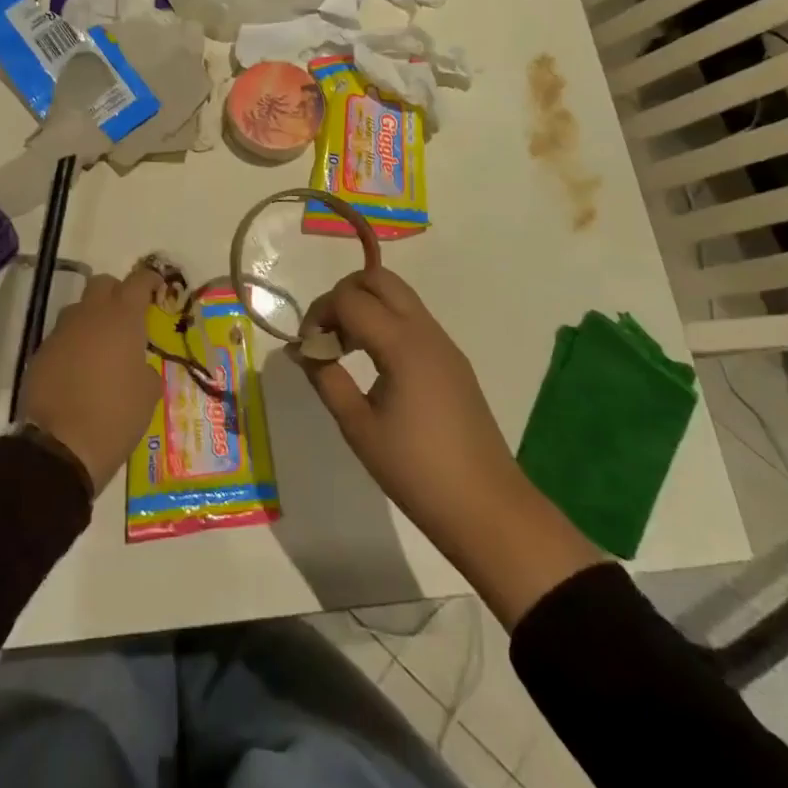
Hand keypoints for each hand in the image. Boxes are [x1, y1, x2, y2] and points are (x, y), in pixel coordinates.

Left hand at [17, 267, 163, 493]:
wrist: (59, 447)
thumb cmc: (115, 416)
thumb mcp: (148, 393)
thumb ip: (145, 367)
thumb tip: (136, 364)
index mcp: (123, 319)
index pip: (138, 281)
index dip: (149, 280)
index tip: (157, 287)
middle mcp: (90, 316)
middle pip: (102, 284)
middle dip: (116, 292)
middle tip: (127, 316)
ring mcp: (61, 333)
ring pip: (79, 309)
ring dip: (92, 318)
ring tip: (101, 346)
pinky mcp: (40, 353)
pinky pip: (61, 337)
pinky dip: (73, 344)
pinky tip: (79, 369)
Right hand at [300, 268, 600, 627]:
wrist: (486, 508)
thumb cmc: (416, 471)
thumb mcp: (359, 427)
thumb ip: (326, 378)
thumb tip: (301, 349)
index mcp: (403, 344)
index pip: (350, 299)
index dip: (319, 313)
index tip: (307, 348)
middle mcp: (425, 331)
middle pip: (378, 279)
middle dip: (344, 295)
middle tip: (327, 335)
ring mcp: (443, 343)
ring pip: (398, 295)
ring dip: (365, 307)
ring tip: (345, 349)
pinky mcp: (452, 360)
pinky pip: (412, 319)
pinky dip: (385, 323)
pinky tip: (373, 363)